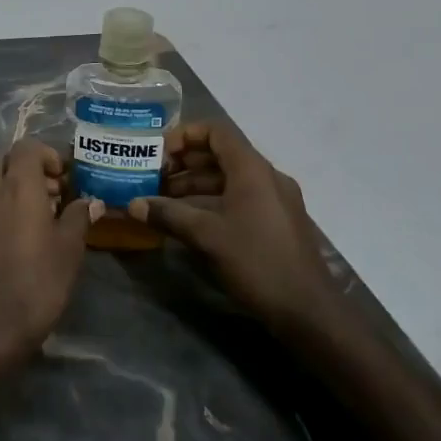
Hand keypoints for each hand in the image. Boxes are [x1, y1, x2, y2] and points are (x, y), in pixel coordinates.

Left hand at [0, 139, 97, 364]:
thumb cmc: (36, 284)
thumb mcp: (69, 250)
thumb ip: (79, 217)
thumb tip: (90, 201)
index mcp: (16, 185)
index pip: (28, 147)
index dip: (50, 155)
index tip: (68, 178)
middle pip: (8, 159)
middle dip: (32, 168)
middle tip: (58, 193)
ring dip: (18, 185)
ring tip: (46, 214)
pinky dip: (4, 202)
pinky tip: (26, 231)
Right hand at [128, 122, 342, 336]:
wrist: (307, 309)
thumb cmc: (256, 261)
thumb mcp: (206, 236)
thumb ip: (168, 215)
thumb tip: (133, 205)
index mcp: (253, 169)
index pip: (216, 132)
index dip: (184, 136)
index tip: (158, 154)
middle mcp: (266, 177)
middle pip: (220, 154)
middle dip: (184, 163)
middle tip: (153, 178)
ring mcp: (274, 199)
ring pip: (228, 179)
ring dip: (194, 185)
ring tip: (162, 200)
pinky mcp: (275, 221)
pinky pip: (239, 197)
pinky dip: (211, 201)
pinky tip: (188, 219)